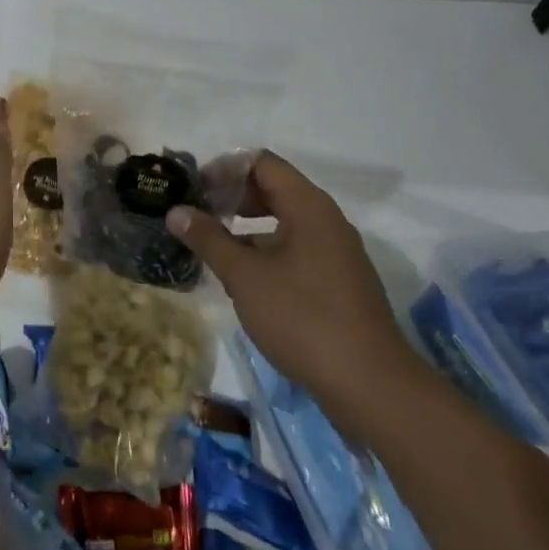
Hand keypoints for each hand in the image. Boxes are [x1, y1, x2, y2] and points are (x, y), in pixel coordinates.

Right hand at [165, 151, 421, 428]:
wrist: (372, 387)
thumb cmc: (303, 318)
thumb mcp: (245, 276)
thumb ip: (209, 239)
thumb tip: (176, 211)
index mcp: (308, 206)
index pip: (261, 163)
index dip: (224, 169)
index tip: (195, 190)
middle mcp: (327, 220)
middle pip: (274, 188)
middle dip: (233, 197)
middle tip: (199, 215)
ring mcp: (337, 252)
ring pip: (285, 220)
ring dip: (247, 226)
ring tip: (214, 246)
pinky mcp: (340, 282)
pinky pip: (297, 248)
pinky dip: (267, 250)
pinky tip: (244, 278)